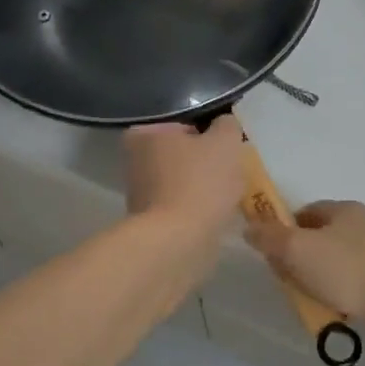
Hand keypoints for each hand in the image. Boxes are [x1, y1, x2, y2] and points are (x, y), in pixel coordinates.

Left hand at [124, 117, 244, 240]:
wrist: (179, 241)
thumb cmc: (200, 182)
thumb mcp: (225, 142)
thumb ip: (227, 126)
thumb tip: (224, 125)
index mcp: (144, 135)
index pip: (182, 125)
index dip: (207, 135)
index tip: (224, 149)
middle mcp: (134, 161)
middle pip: (181, 155)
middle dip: (204, 163)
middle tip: (230, 171)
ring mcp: (140, 194)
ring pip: (182, 182)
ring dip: (202, 187)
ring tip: (227, 195)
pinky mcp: (151, 222)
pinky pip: (182, 207)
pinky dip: (198, 210)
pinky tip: (216, 215)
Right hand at [244, 201, 364, 344]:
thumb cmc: (347, 270)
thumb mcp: (298, 250)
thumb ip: (270, 238)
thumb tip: (249, 227)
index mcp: (343, 209)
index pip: (304, 212)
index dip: (283, 230)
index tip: (272, 254)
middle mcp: (362, 224)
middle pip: (318, 238)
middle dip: (298, 258)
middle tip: (287, 280)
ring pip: (333, 262)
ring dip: (317, 278)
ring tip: (309, 300)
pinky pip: (351, 282)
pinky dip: (338, 293)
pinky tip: (332, 310)